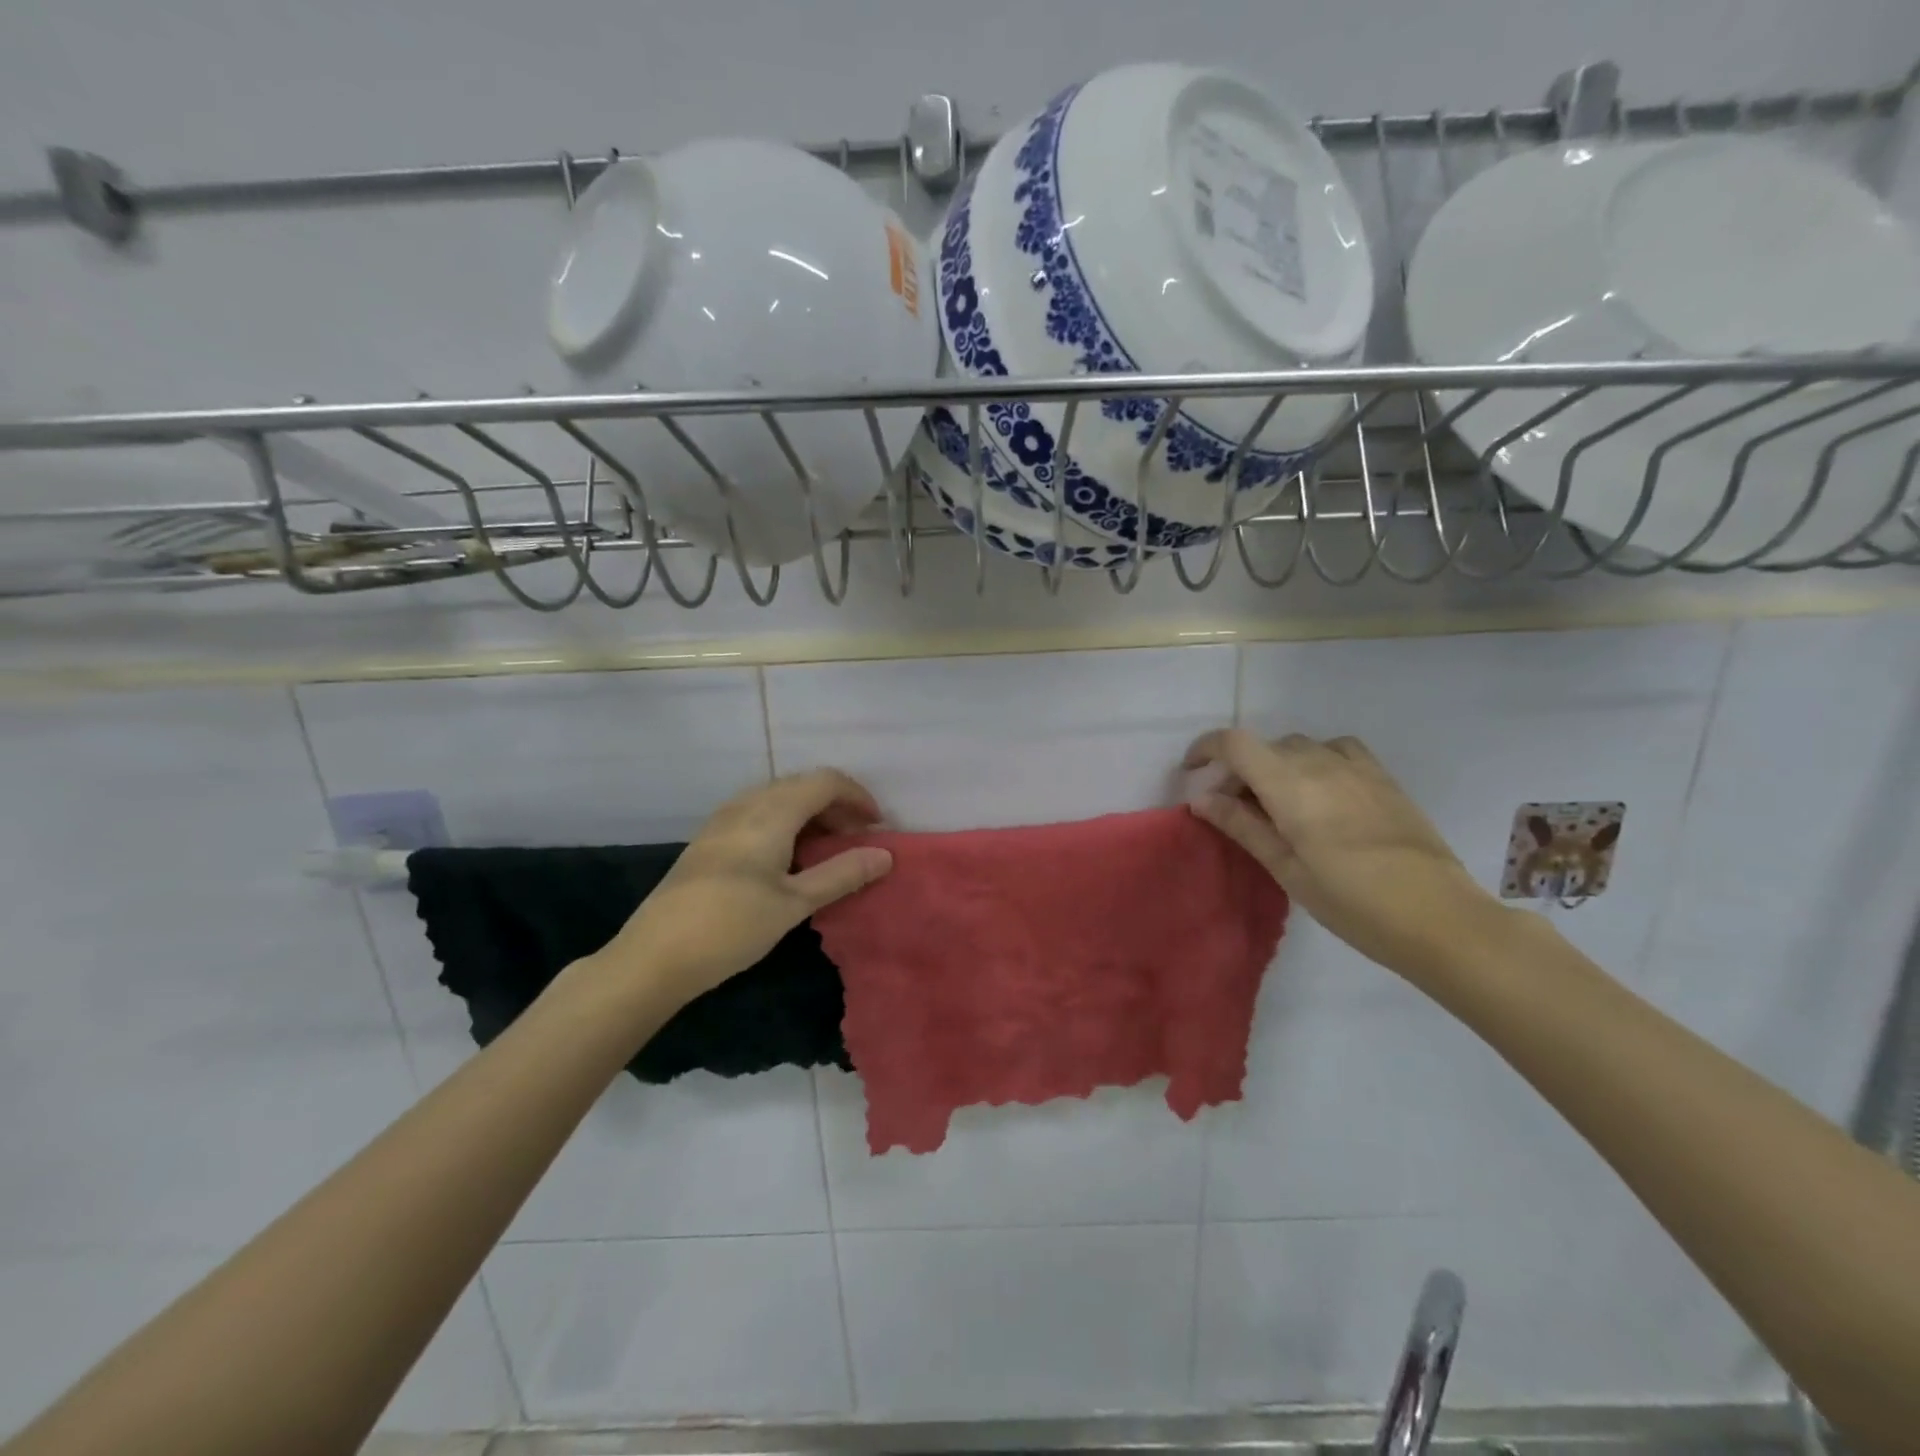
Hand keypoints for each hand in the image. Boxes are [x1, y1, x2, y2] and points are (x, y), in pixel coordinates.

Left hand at [600, 769, 892, 1004]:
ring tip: (828, 850)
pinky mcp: (709, 839)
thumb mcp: (794, 903)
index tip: (878, 827)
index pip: (825, 781)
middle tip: (858, 841)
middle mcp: (746, 804)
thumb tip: (886, 854)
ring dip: (811, 814)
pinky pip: (758, 812)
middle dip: (837, 805)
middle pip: (802, 785)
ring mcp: (723, 820)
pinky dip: (786, 823)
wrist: (654, 956)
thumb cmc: (731, 927)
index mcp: (771, 812)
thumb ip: (842, 874)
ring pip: (778, 798)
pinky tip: (788, 858)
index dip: (858, 796)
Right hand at [1185, 729, 1507, 982]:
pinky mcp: (1383, 777)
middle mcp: (1320, 763)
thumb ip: (1243, 826)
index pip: (1235, 743)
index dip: (1206, 748)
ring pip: (1300, 747)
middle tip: (1234, 810)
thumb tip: (1201, 799)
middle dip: (1240, 770)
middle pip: (1265, 746)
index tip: (1191, 771)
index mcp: (1290, 786)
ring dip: (1277, 765)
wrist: (1439, 917)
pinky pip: (1337, 749)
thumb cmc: (1352, 902)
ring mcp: (1356, 767)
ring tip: (1278, 802)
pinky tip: (1321, 790)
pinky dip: (1315, 759)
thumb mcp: (1287, 869)